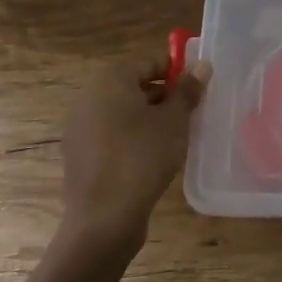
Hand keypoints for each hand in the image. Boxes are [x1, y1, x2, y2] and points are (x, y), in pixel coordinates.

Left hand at [60, 51, 210, 249]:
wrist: (103, 219)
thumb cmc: (142, 157)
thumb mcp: (174, 120)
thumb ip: (187, 90)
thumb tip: (202, 65)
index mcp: (110, 80)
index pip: (149, 61)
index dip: (177, 70)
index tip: (198, 86)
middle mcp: (89, 97)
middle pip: (134, 85)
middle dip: (164, 94)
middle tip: (191, 111)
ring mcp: (80, 128)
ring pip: (123, 111)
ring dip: (149, 116)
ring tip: (176, 135)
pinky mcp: (79, 155)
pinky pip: (112, 134)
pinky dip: (132, 137)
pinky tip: (153, 156)